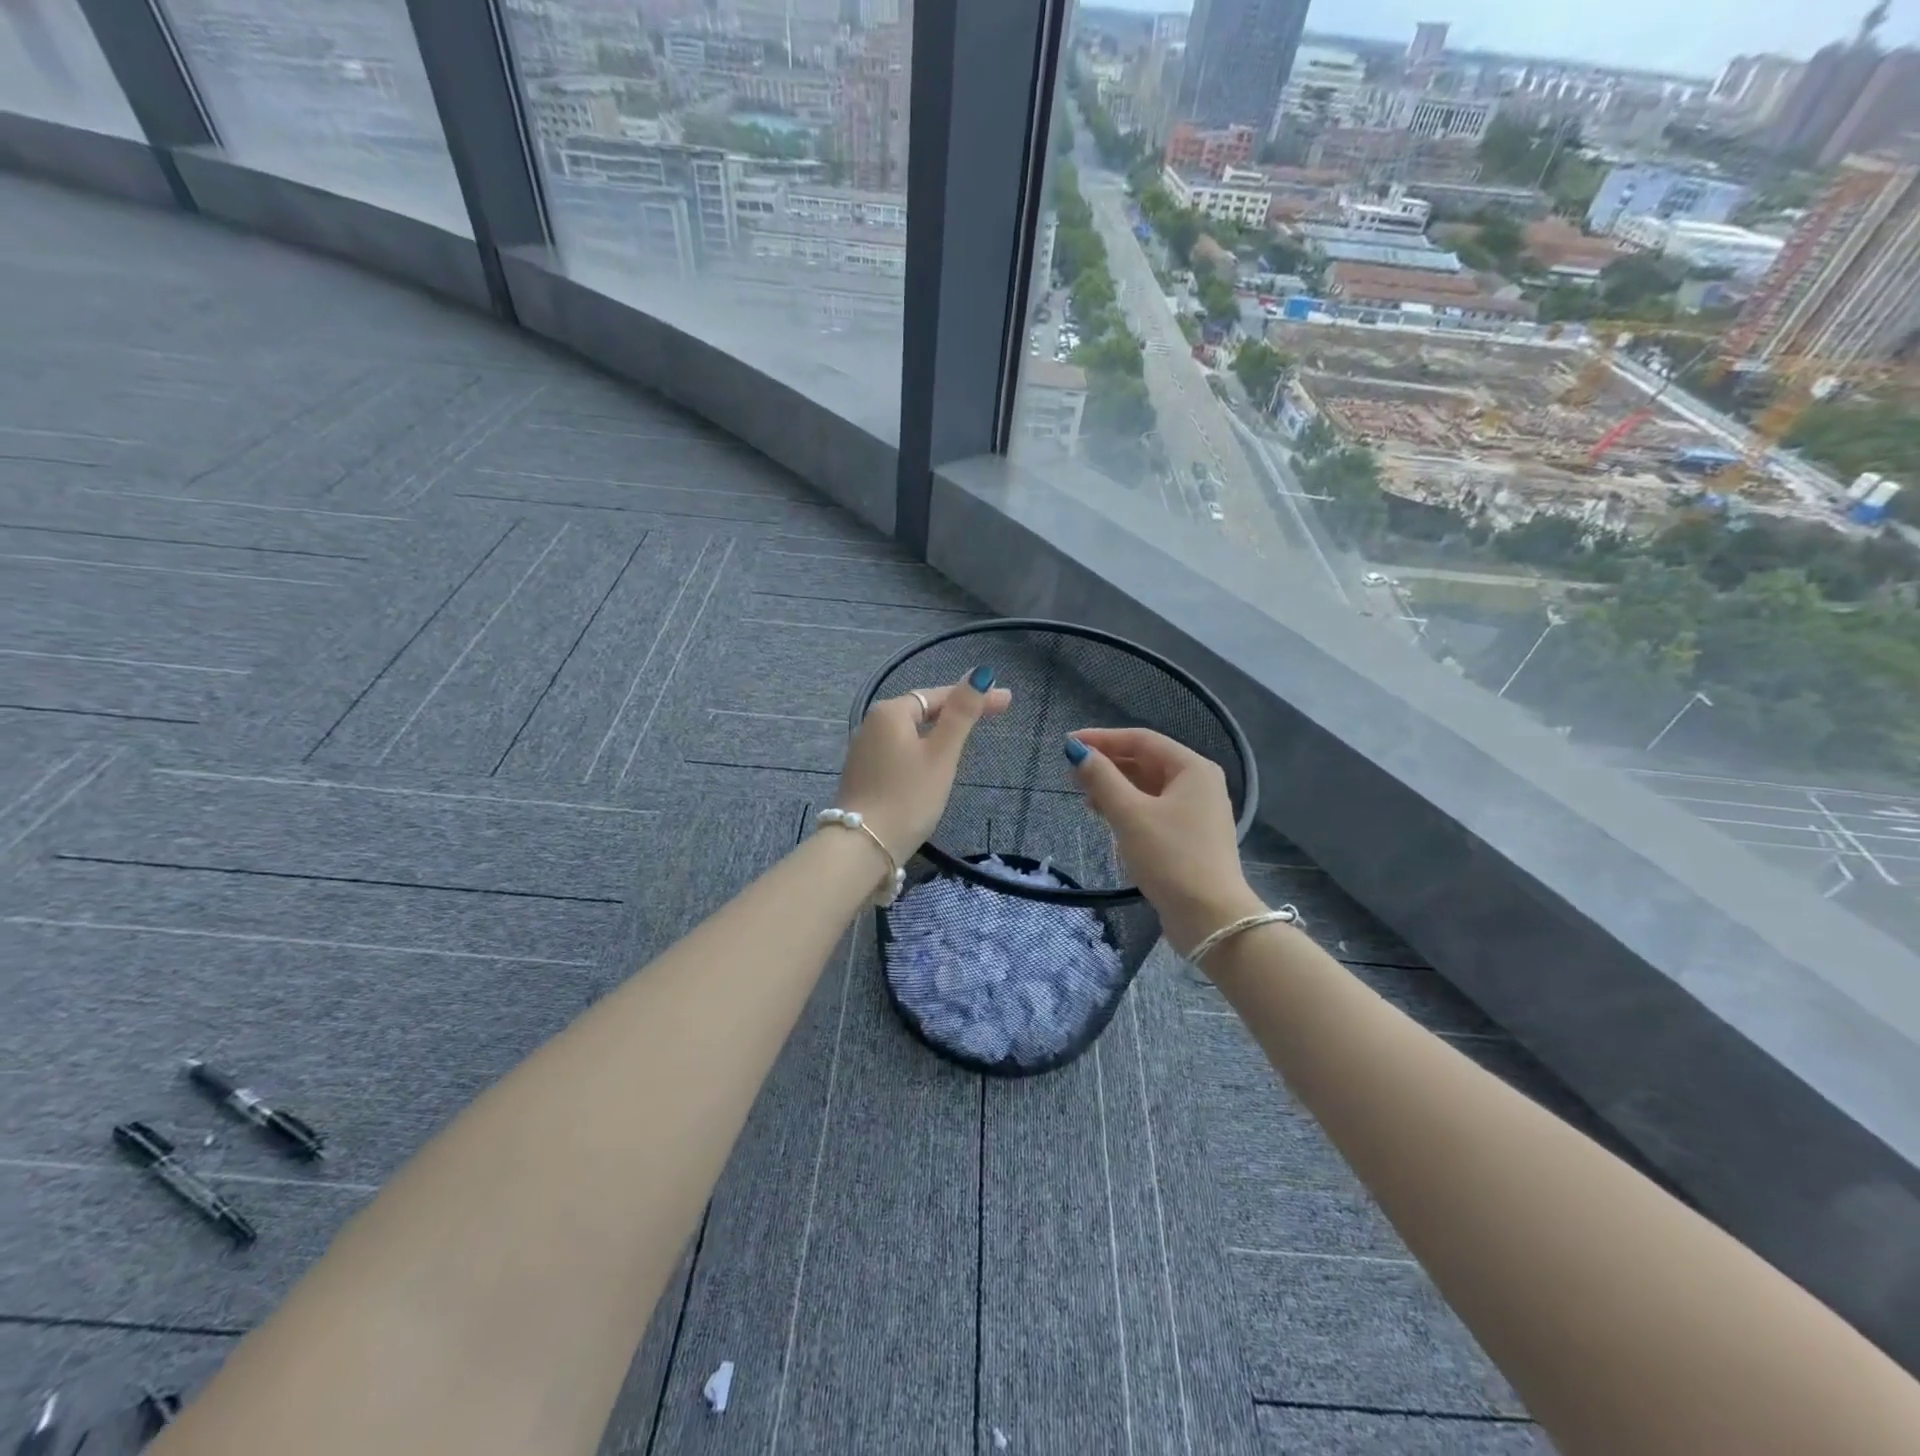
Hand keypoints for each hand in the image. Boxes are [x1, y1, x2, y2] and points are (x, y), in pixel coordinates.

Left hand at [836, 666, 1012, 859]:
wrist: (863, 848)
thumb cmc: (908, 797)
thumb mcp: (942, 754)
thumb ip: (962, 713)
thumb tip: (980, 673)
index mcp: (890, 712)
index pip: (939, 696)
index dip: (974, 697)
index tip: (1007, 701)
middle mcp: (871, 724)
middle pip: (923, 710)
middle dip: (957, 711)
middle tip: (995, 714)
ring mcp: (864, 750)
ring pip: (910, 732)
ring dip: (939, 730)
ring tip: (968, 734)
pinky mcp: (863, 774)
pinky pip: (899, 751)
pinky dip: (922, 749)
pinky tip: (934, 761)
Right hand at [1065, 727, 1262, 957]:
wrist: (1210, 918)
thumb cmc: (1170, 857)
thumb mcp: (1130, 814)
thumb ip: (1101, 779)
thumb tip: (1078, 751)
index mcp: (1192, 768)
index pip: (1141, 740)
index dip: (1102, 739)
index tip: (1068, 744)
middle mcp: (1198, 784)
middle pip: (1146, 762)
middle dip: (1107, 764)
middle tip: (1071, 771)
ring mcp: (1196, 812)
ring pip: (1148, 787)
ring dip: (1115, 787)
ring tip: (1082, 794)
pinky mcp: (1189, 837)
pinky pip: (1153, 809)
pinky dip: (1128, 807)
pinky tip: (1105, 816)